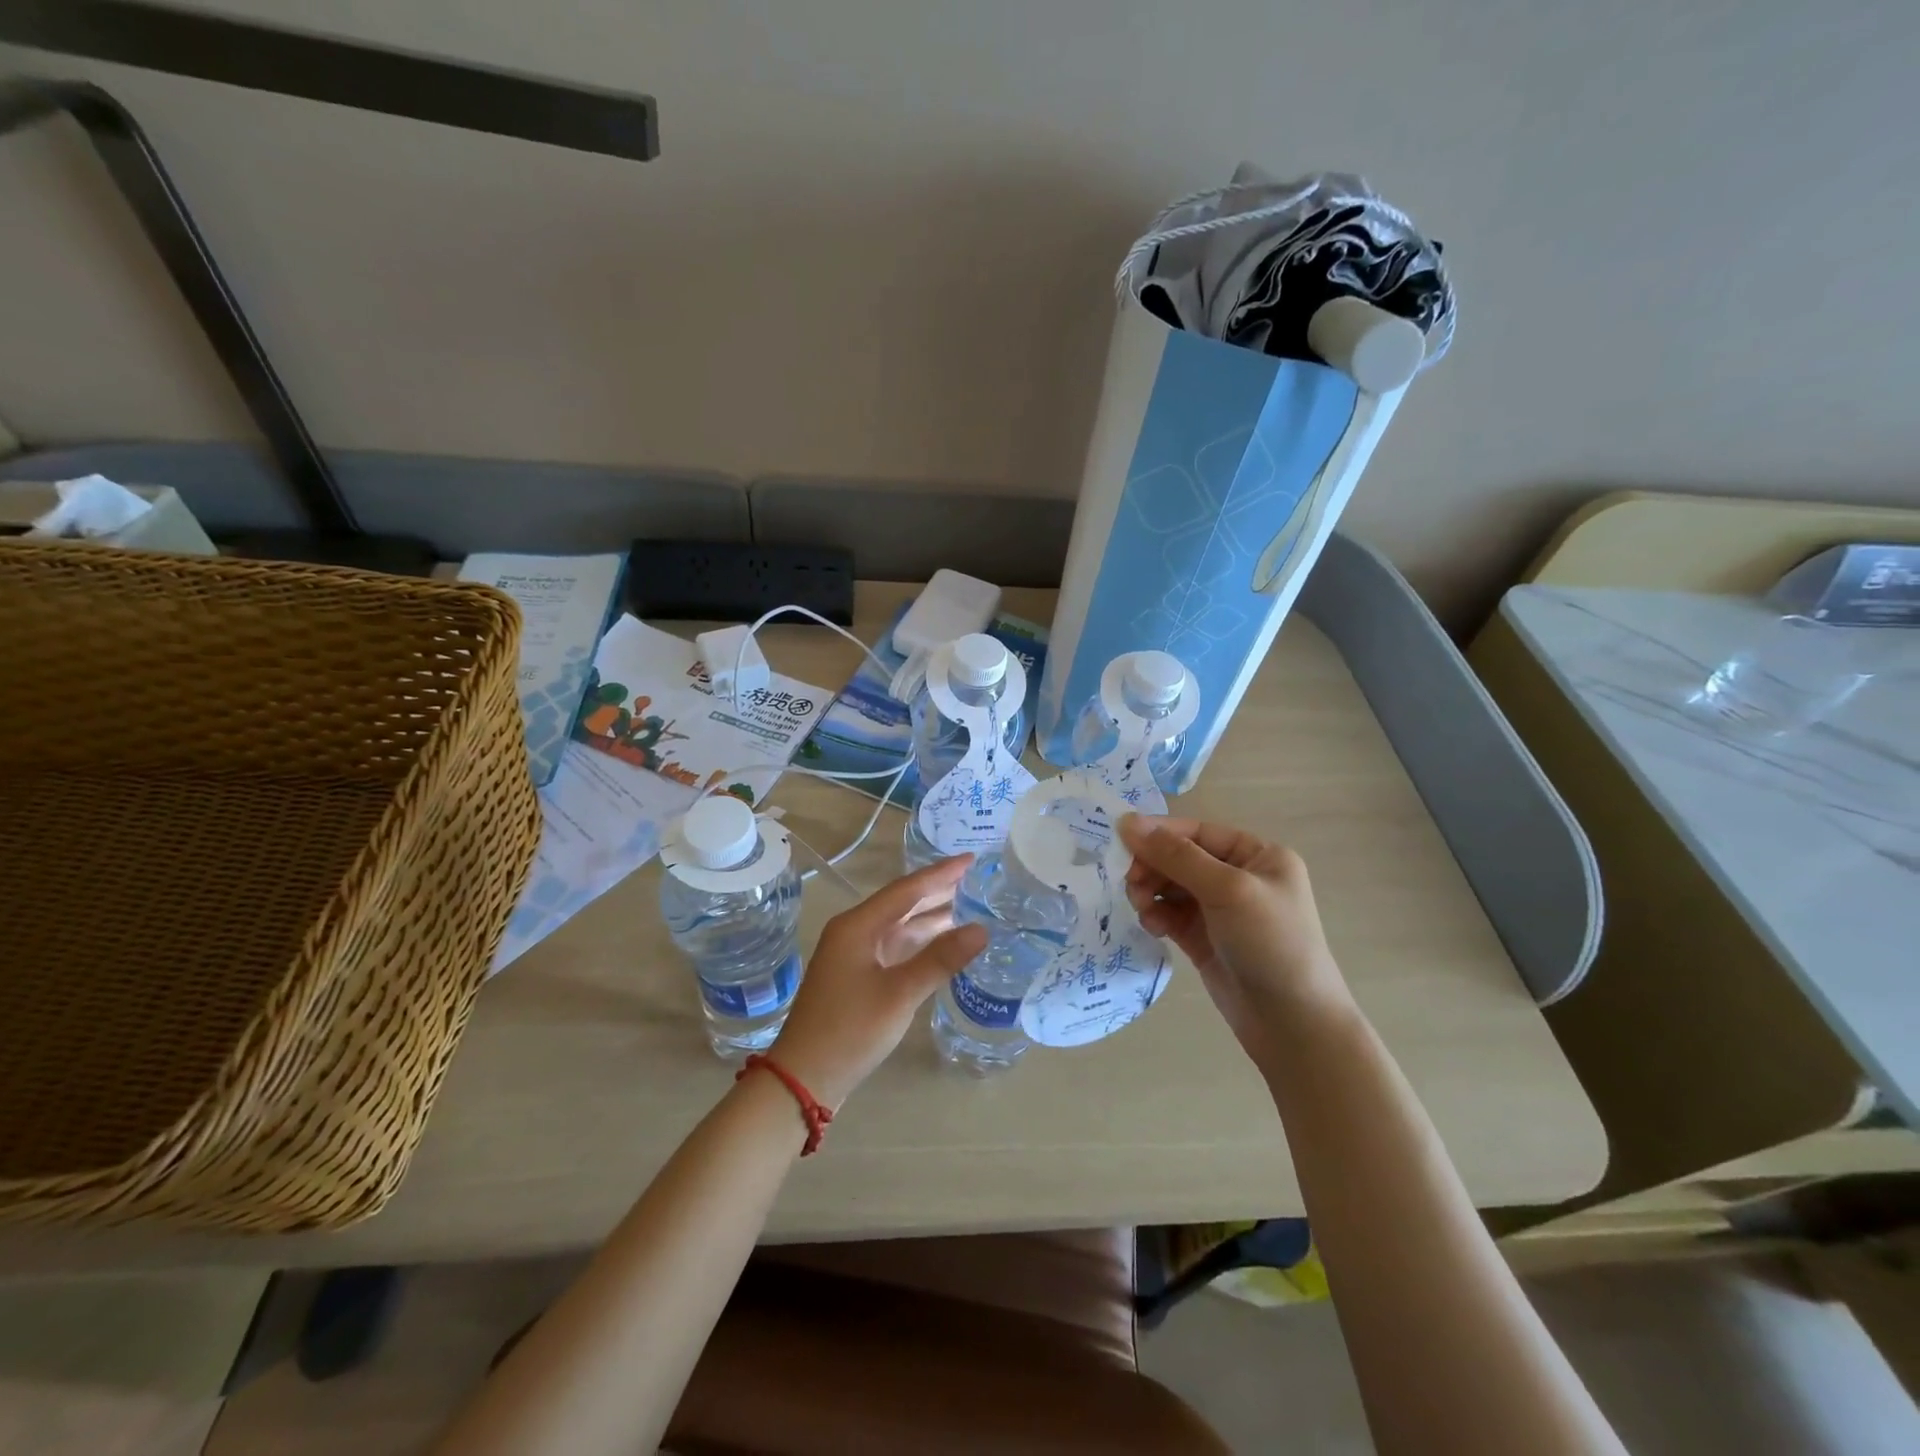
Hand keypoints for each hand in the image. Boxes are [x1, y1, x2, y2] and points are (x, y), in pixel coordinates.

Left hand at [768, 856, 987, 1108]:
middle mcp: (854, 932)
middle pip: (902, 903)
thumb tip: (981, 929)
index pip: (906, 889)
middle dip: (938, 891)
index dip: (941, 874)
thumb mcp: (899, 994)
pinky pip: (896, 948)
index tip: (972, 859)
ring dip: (931, 917)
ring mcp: (854, 955)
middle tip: (976, 878)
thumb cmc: (849, 1030)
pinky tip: (944, 943)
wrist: (804, 1078)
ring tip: (970, 905)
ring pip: (900, 926)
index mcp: (857, 926)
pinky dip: (921, 942)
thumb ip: (940, 959)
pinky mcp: (858, 977)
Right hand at [1119, 814, 1349, 1064]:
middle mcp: (1239, 877)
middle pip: (1180, 858)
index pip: (1198, 832)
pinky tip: (1152, 926)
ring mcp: (1221, 910)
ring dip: (1150, 891)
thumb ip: (1176, 855)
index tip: (1121, 842)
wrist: (1293, 1025)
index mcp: (1258, 855)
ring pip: (1170, 886)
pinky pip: (1170, 914)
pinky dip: (1156, 915)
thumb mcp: (1226, 890)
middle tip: (1131, 884)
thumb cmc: (1270, 943)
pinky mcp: (1204, 938)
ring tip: (1141, 907)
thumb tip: (1127, 821)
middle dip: (1152, 867)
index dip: (1159, 834)